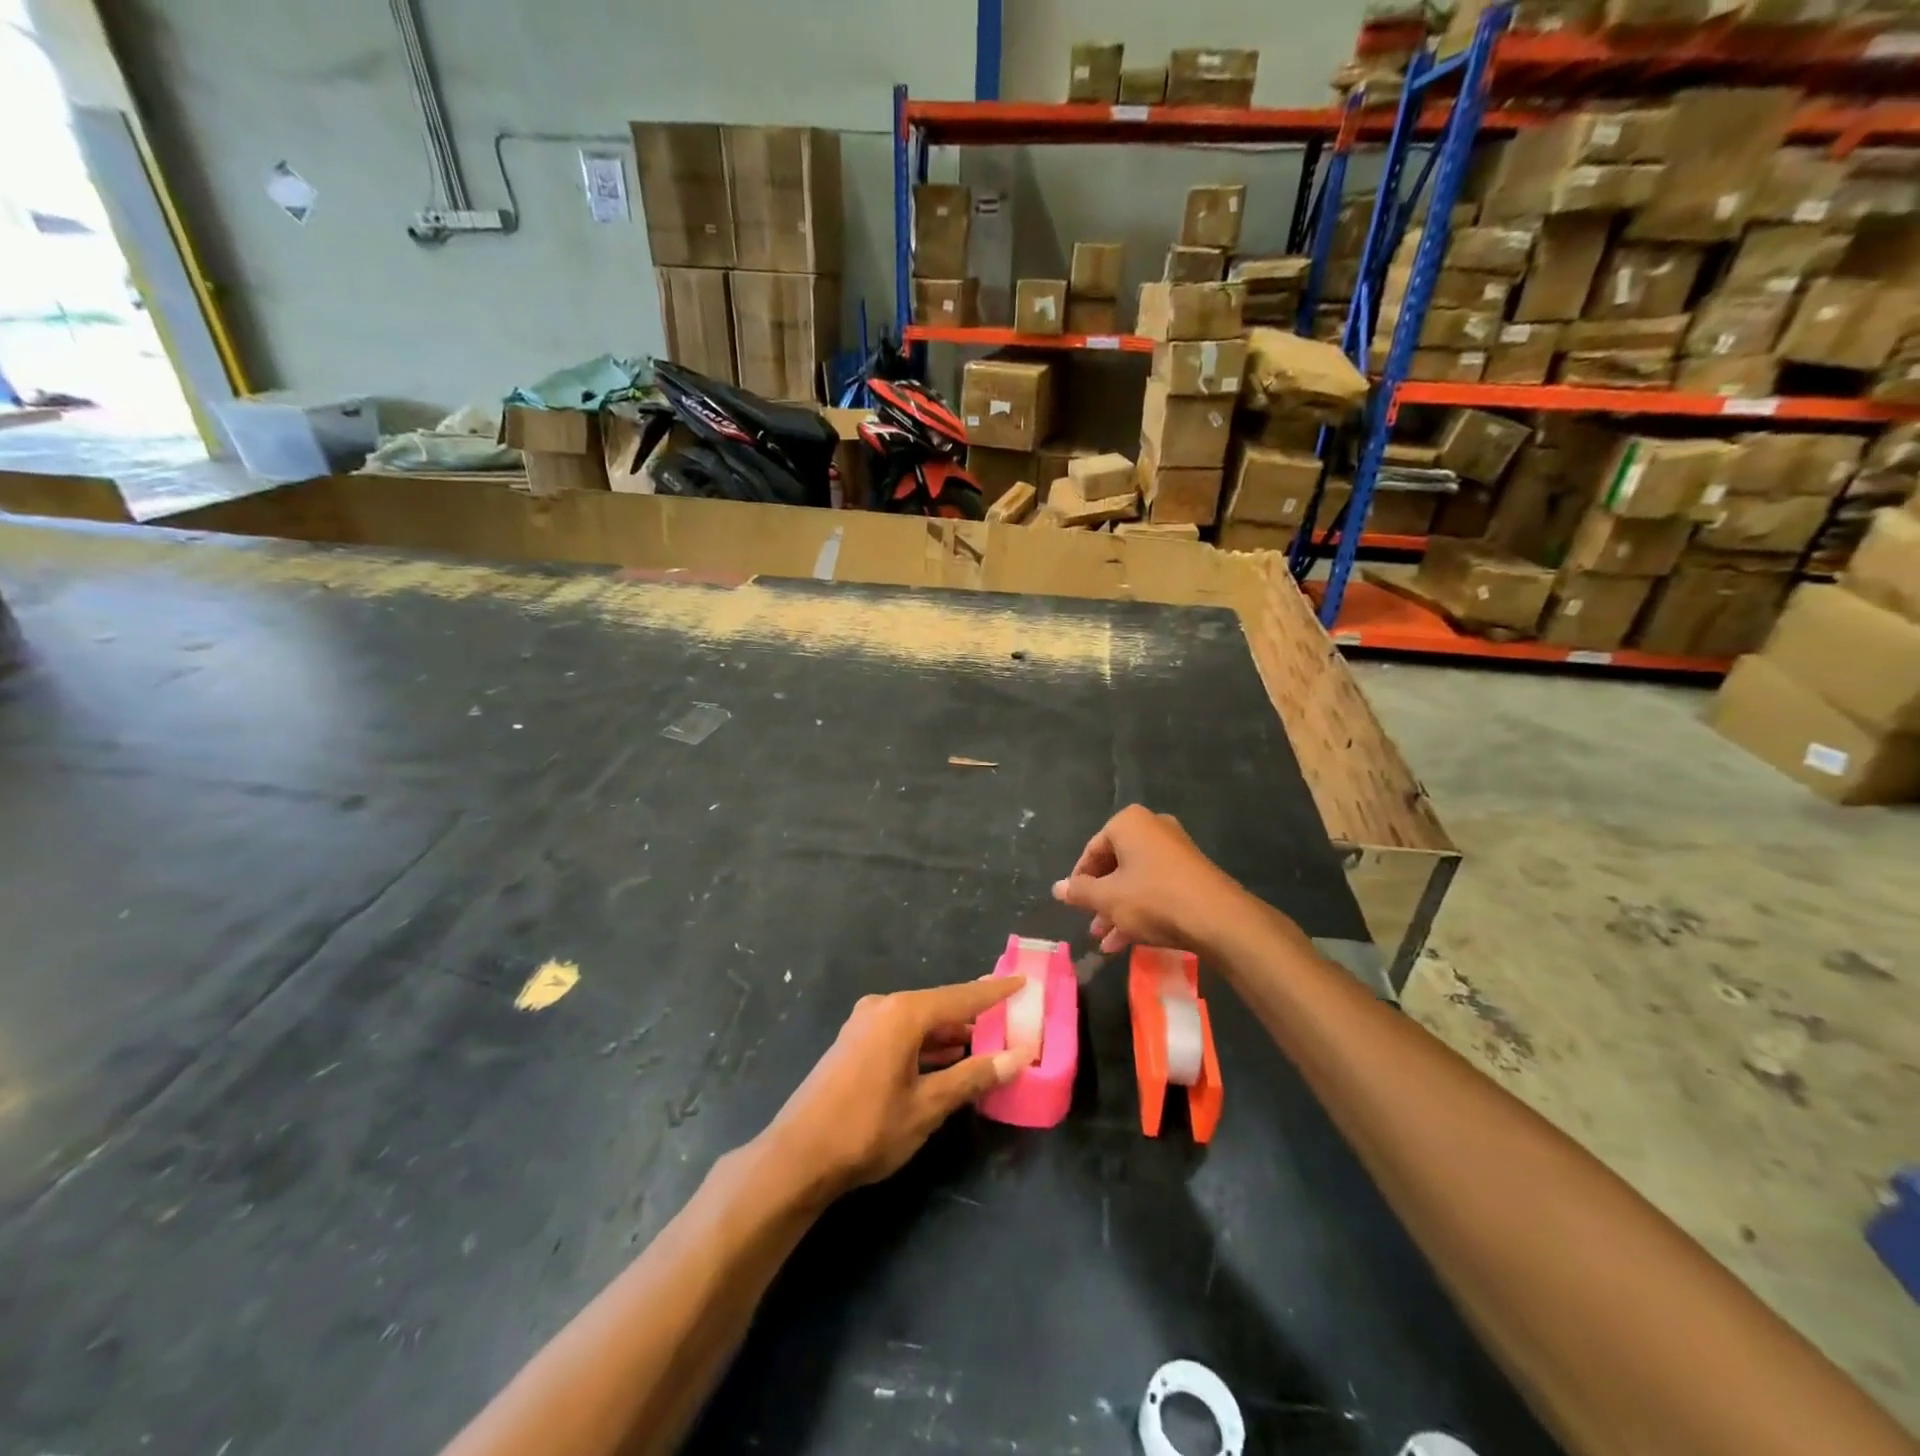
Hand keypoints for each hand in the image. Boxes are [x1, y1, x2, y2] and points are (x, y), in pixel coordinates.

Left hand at [765, 978, 1028, 1198]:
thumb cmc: (868, 1128)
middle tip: (1008, 1015)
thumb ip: (973, 1077)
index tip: (1023, 981)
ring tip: (985, 1041)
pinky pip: (901, 1033)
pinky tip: (946, 1059)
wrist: (798, 1156)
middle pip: (939, 1006)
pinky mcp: (855, 1043)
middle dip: (973, 1014)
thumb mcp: (928, 1105)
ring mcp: (865, 1024)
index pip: (961, 997)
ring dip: (950, 1033)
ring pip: (919, 1022)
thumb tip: (1019, 1057)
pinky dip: (926, 1043)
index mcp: (903, 1013)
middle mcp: (884, 1008)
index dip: (995, 992)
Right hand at [1052, 805, 1249, 955]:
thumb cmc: (1153, 899)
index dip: (1079, 881)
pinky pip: (1156, 887)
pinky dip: (1142, 909)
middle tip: (1092, 927)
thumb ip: (1079, 891)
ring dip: (1119, 910)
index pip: (1092, 851)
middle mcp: (1153, 828)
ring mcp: (1176, 849)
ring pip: (1136, 880)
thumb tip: (1057, 887)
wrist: (1217, 918)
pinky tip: (1130, 941)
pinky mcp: (1192, 872)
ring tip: (1108, 943)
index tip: (1074, 905)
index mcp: (1129, 823)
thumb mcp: (1107, 898)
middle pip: (1115, 865)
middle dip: (1101, 900)